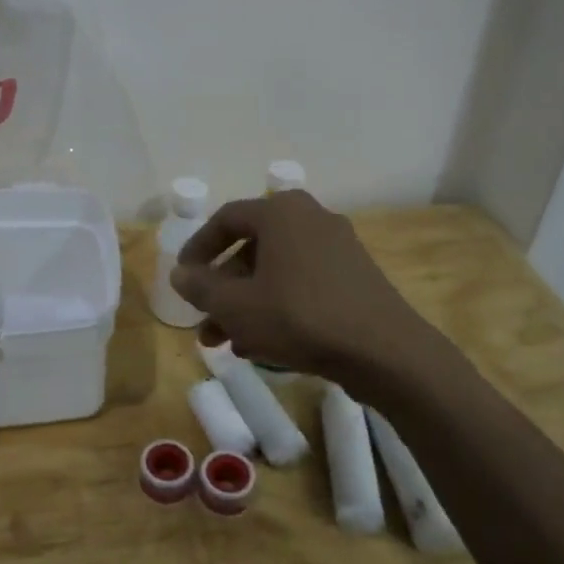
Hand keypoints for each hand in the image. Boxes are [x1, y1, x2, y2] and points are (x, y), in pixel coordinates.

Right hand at [170, 190, 430, 395]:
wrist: (384, 350)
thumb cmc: (299, 317)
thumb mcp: (236, 305)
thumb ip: (202, 287)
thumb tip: (180, 274)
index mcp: (281, 212)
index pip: (226, 219)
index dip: (198, 248)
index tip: (183, 277)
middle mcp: (310, 219)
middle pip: (252, 249)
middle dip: (223, 289)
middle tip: (204, 320)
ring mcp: (337, 248)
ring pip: (276, 272)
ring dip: (246, 304)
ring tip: (226, 342)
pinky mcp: (354, 277)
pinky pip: (302, 284)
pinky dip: (277, 307)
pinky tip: (262, 345)